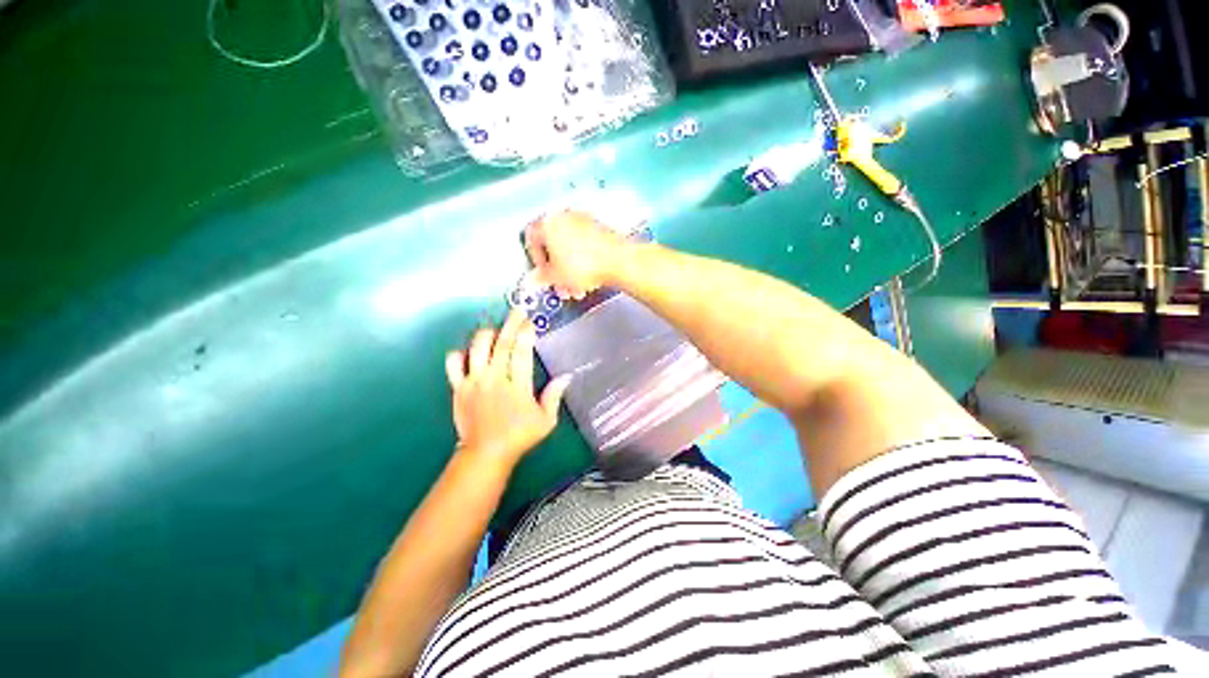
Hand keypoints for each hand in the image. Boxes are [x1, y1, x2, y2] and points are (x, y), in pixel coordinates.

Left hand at [445, 309, 571, 468]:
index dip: (526, 334)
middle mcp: (495, 379)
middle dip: (511, 324)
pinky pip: (454, 364)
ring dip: (487, 334)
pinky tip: (468, 352)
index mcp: (517, 387)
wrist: (485, 453)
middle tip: (517, 310)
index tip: (530, 321)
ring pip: (477, 348)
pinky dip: (459, 353)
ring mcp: (474, 382)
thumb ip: (554, 396)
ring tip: (495, 329)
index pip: (522, 353)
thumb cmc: (519, 436)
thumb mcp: (546, 421)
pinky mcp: (458, 388)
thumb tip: (567, 376)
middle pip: (502, 344)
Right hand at [524, 211, 629, 299]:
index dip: (536, 261)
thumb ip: (542, 278)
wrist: (618, 261)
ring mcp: (585, 220)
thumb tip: (536, 278)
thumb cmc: (587, 264)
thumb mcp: (556, 277)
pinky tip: (590, 278)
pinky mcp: (601, 229)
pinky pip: (586, 245)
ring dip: (571, 269)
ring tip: (578, 288)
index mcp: (548, 222)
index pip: (531, 239)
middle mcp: (565, 216)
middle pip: (554, 245)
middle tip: (561, 285)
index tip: (542, 274)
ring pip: (571, 248)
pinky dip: (584, 261)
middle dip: (557, 270)